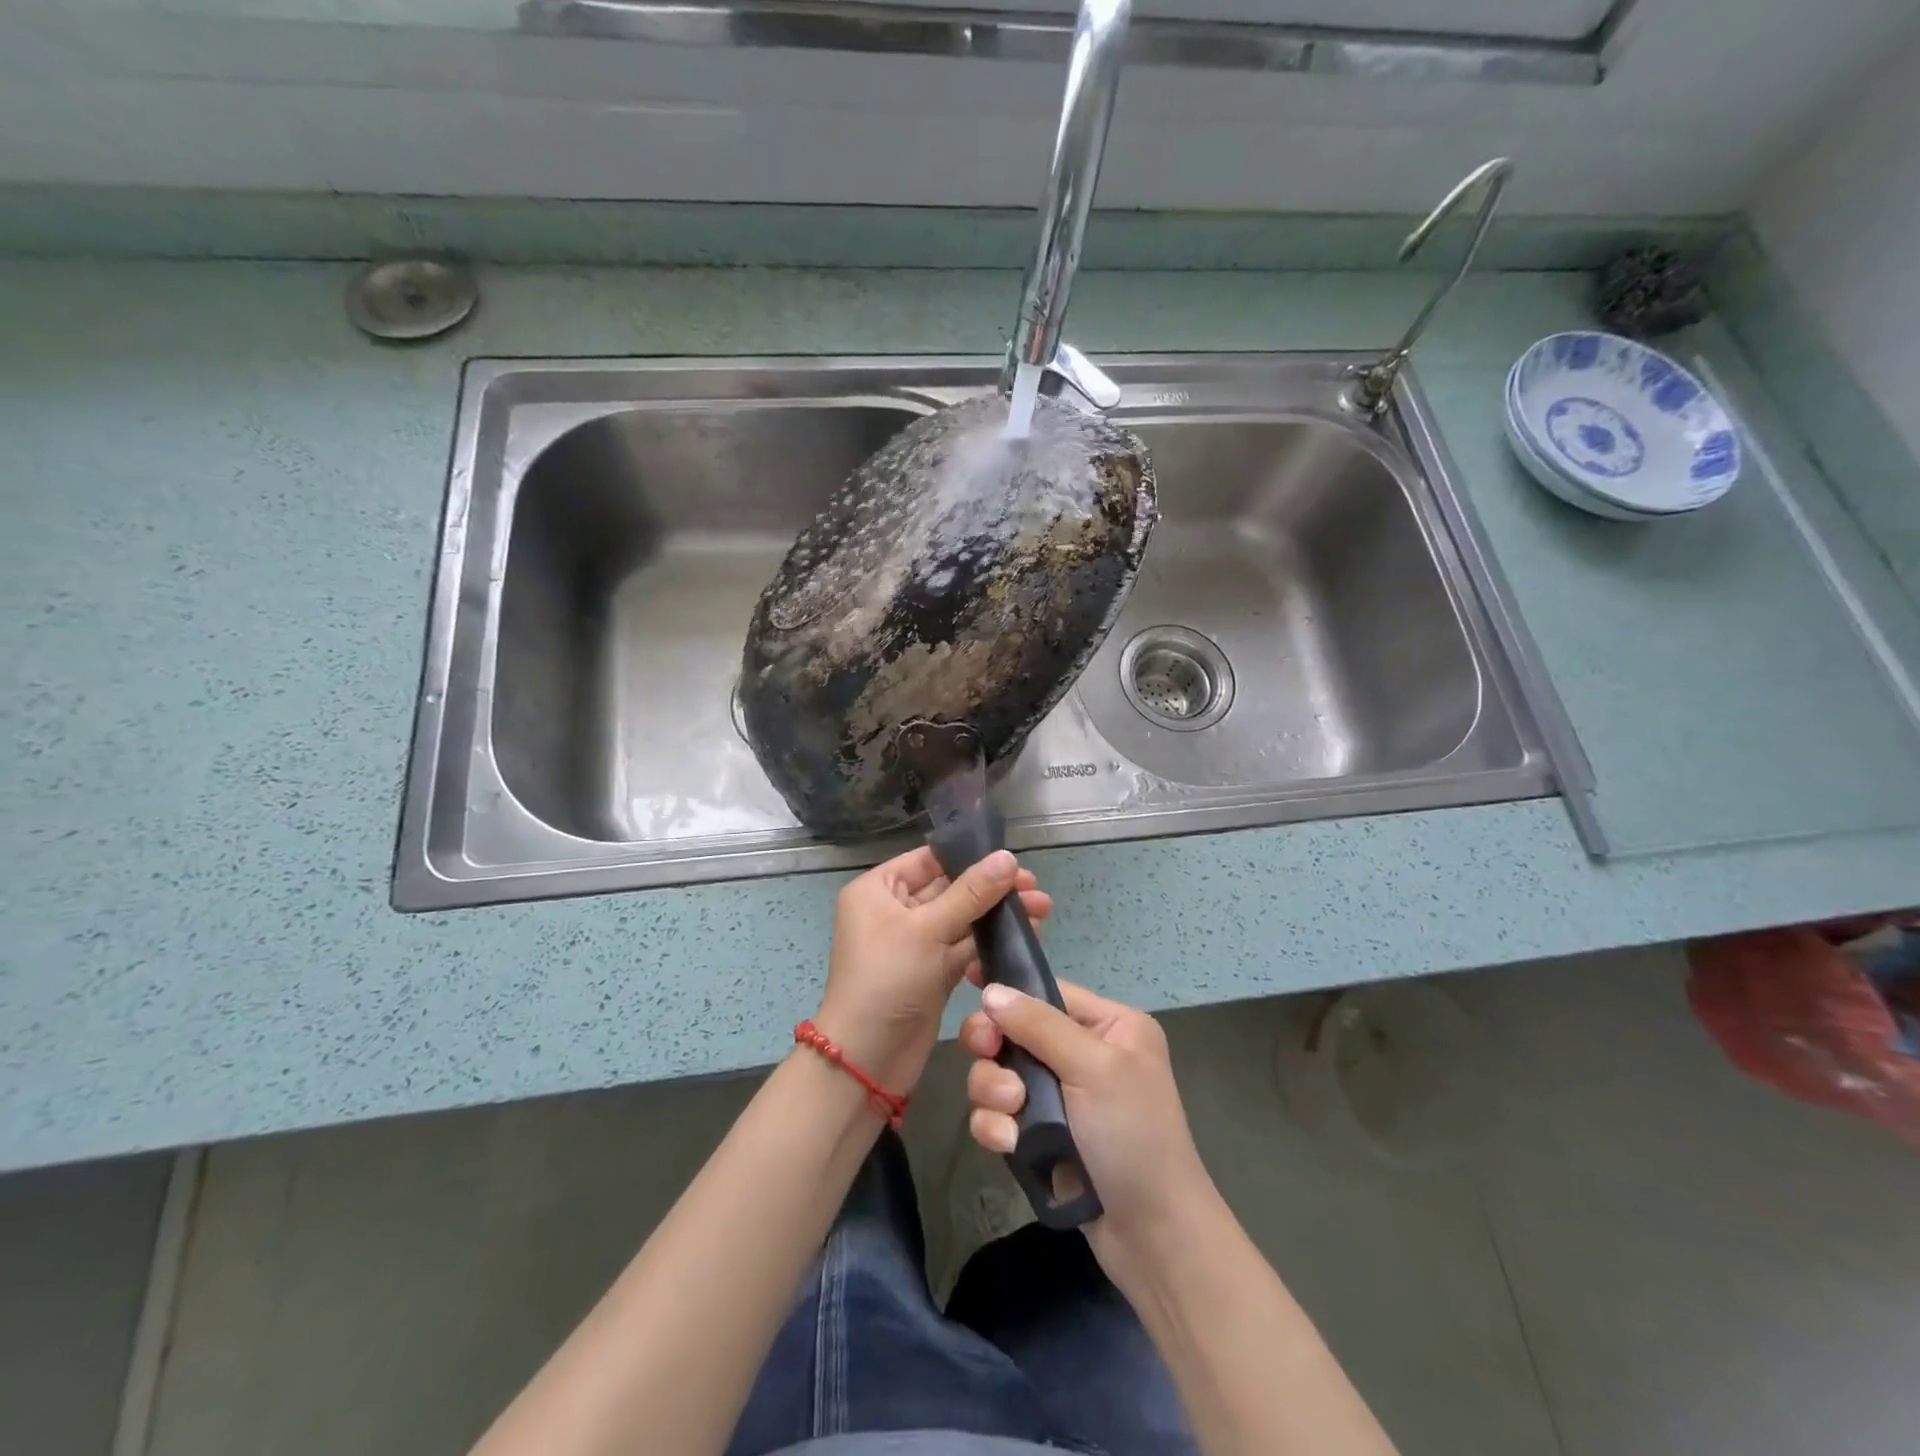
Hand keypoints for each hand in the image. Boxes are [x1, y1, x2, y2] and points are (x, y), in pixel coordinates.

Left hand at [815, 847, 1050, 1096]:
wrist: (868, 1060)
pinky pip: (965, 947)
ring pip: (963, 919)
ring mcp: (916, 942)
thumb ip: (971, 893)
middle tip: (1036, 890)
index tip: (1014, 861)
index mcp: (879, 889)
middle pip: (951, 888)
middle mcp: (895, 910)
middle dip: (994, 889)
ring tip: (1043, 911)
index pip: (930, 860)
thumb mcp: (927, 930)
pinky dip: (991, 942)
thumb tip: (1008, 857)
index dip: (971, 857)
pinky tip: (1026, 937)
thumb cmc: (887, 980)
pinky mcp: (933, 971)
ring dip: (998, 915)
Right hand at [960, 979, 1218, 1290]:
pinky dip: (995, 1125)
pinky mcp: (1039, 1136)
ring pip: (999, 1073)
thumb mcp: (1094, 1067)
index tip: (969, 984)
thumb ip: (1039, 1025)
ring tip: (1011, 1111)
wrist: (1152, 1237)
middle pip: (1014, 1031)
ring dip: (993, 1090)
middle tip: (985, 1053)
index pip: (1048, 992)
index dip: (1009, 991)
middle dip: (995, 1047)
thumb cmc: (1133, 1135)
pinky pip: (999, 1114)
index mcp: (1109, 1026)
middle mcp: (1083, 1054)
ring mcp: (1059, 1097)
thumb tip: (992, 990)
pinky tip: (1007, 1144)